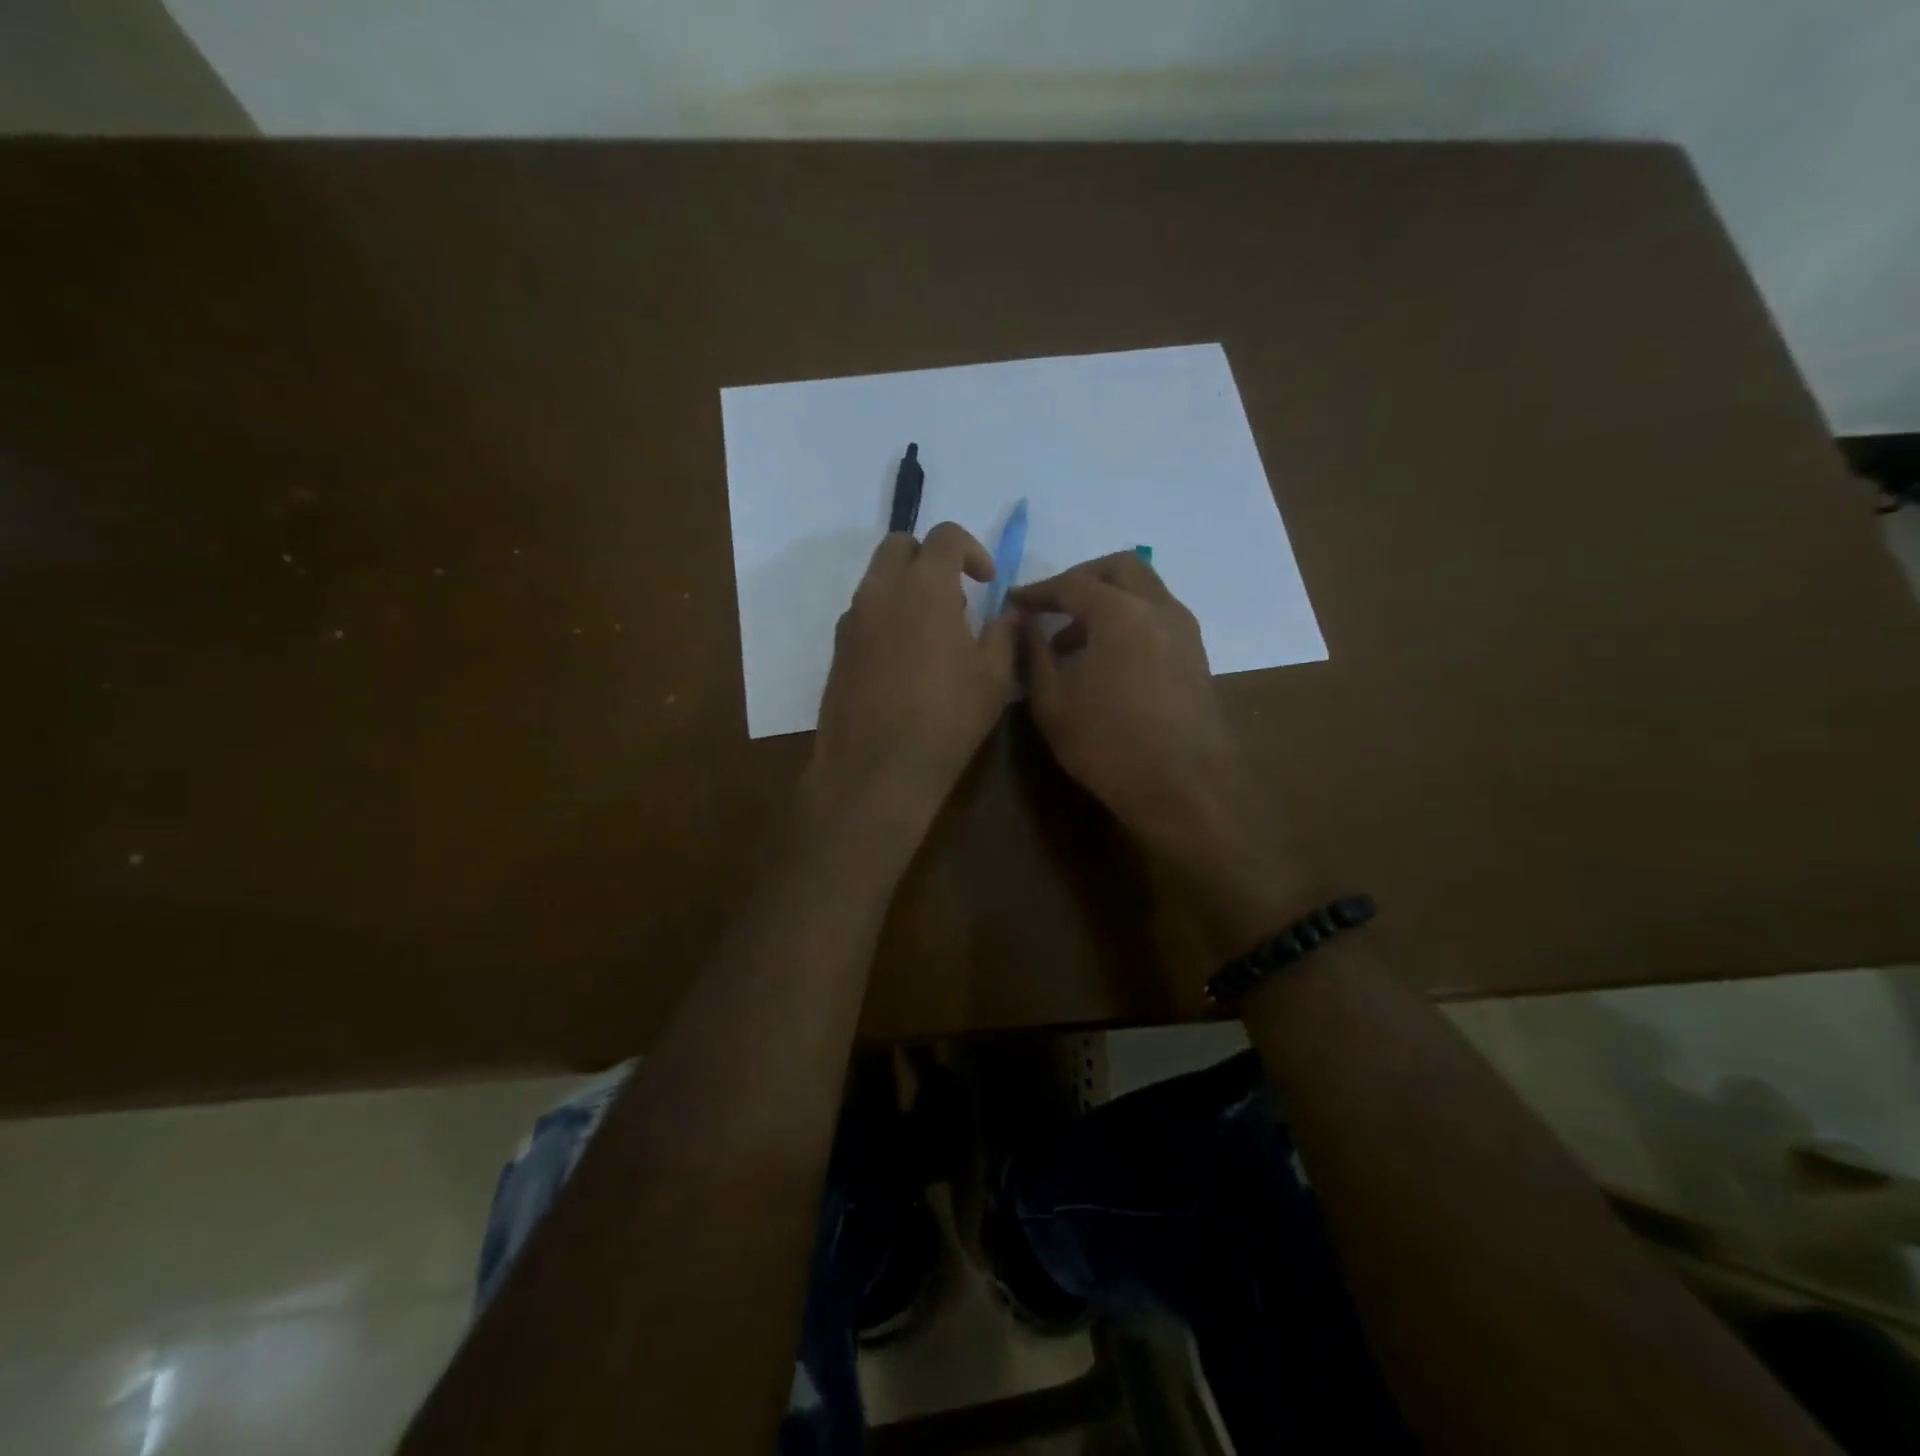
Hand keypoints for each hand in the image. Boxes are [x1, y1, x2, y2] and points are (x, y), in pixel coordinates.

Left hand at [806, 524, 1015, 855]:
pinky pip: (864, 613)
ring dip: (907, 587)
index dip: (972, 550)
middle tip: (955, 598)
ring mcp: (852, 621)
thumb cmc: (945, 720)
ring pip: (878, 579)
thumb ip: (1003, 634)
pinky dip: (887, 616)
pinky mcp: (837, 649)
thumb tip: (1005, 613)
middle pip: (899, 545)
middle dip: (930, 558)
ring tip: (933, 634)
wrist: (876, 770)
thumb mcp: (993, 678)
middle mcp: (880, 592)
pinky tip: (905, 661)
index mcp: (924, 587)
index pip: (945, 536)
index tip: (986, 582)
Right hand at [1012, 552, 1238, 847]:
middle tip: (1053, 605)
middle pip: (1121, 568)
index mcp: (1121, 612)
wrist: (1183, 789)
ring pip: (1144, 591)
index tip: (1015, 602)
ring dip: (1108, 601)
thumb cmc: (1107, 743)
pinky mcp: (1196, 657)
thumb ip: (1033, 652)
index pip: (1073, 583)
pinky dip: (1129, 621)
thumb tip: (1023, 621)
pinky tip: (1107, 661)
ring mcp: (1185, 632)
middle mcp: (1159, 609)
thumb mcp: (1051, 700)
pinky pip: (1158, 618)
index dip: (1039, 591)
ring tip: (1074, 642)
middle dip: (1082, 578)